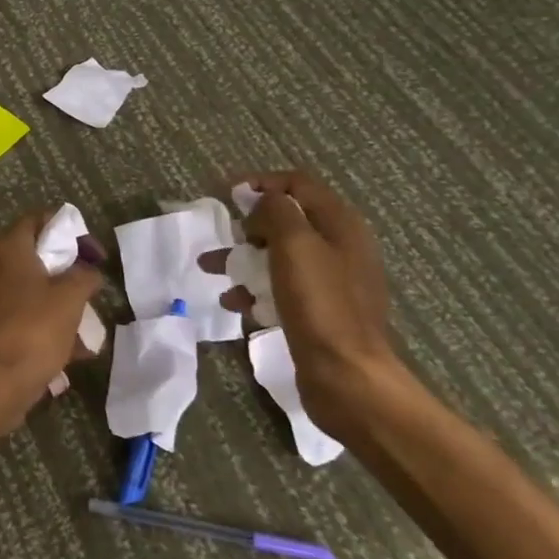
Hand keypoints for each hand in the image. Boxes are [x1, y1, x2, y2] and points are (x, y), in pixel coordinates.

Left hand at [0, 212, 102, 445]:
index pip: (38, 219)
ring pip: (24, 294)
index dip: (70, 230)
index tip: (94, 254)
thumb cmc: (30, 334)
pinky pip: (12, 320)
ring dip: (55, 309)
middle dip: (65, 278)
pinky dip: (36, 330)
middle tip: (89, 296)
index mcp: (6, 249)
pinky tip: (63, 358)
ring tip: (84, 338)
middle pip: (32, 259)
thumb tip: (89, 270)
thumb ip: (84, 277)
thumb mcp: (70, 301)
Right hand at [237, 171, 405, 436]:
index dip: (262, 183)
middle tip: (224, 238)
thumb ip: (277, 212)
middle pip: (288, 221)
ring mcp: (331, 282)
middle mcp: (340, 247)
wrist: (346, 375)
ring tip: (212, 271)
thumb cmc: (319, 304)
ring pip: (279, 256)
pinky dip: (255, 290)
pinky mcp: (319, 312)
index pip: (299, 184)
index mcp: (341, 225)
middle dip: (249, 226)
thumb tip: (262, 201)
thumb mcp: (295, 245)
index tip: (226, 193)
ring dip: (244, 259)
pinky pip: (281, 288)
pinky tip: (235, 304)